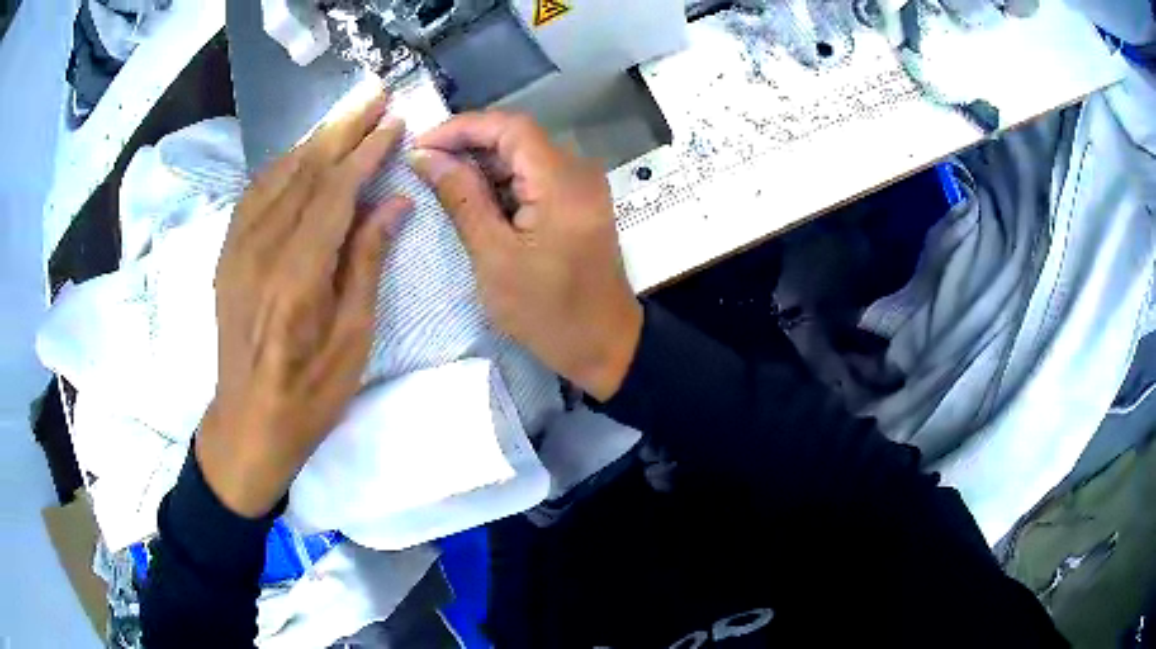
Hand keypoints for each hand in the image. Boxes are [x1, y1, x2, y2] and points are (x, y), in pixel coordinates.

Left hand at [196, 82, 411, 517]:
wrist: (248, 422)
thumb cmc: (309, 394)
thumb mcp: (353, 340)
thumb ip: (367, 263)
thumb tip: (394, 203)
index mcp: (297, 276)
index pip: (334, 192)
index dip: (365, 152)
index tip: (393, 124)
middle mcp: (260, 250)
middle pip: (304, 171)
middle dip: (341, 128)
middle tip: (374, 95)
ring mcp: (237, 249)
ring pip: (276, 175)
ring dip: (313, 140)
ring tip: (344, 116)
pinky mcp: (226, 255)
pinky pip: (253, 194)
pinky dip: (281, 165)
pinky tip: (299, 155)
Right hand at [408, 112, 641, 400]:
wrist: (604, 346)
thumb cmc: (548, 312)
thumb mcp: (494, 256)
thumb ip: (460, 198)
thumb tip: (425, 157)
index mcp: (562, 181)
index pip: (510, 126)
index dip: (462, 127)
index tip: (422, 145)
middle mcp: (578, 172)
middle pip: (517, 138)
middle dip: (467, 146)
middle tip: (423, 166)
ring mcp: (581, 187)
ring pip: (524, 157)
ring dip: (481, 165)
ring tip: (438, 182)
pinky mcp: (578, 203)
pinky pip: (535, 178)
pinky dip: (501, 184)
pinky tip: (471, 199)